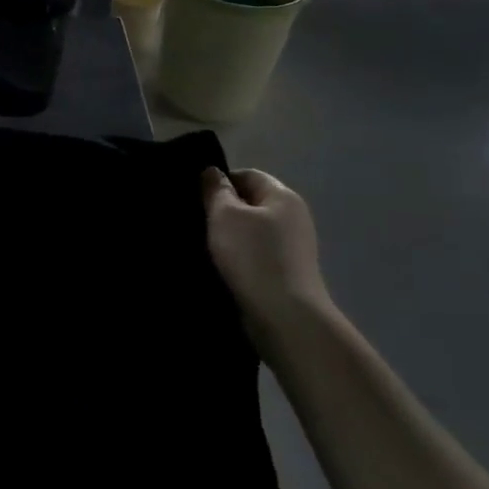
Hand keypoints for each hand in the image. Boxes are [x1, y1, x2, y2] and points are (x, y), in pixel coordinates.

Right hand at [202, 168, 331, 357]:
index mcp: (283, 196)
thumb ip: (216, 190)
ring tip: (203, 246)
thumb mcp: (225, 216)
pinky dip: (239, 258)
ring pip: (252, 231)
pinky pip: (257, 255)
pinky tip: (221, 267)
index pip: (248, 175)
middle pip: (251, 203)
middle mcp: (293, 217)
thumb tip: (212, 172)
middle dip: (223, 210)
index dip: (220, 182)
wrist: (285, 316)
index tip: (196, 198)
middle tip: (195, 221)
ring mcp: (293, 247)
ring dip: (229, 237)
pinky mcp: (287, 273)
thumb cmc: (253, 256)